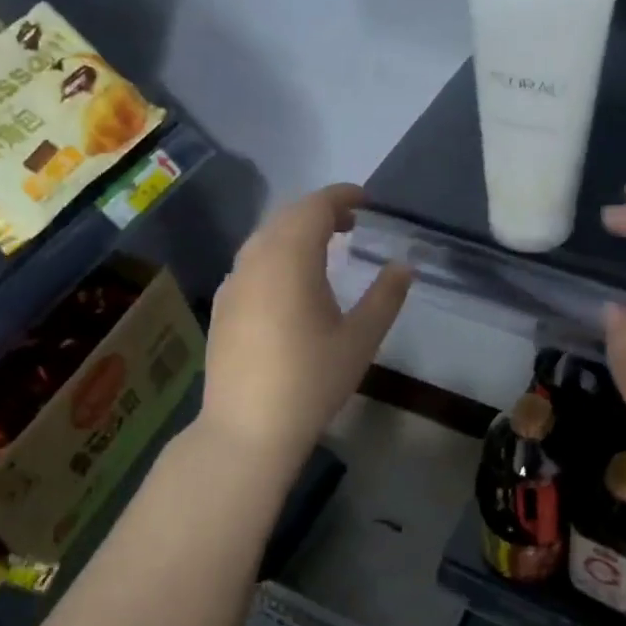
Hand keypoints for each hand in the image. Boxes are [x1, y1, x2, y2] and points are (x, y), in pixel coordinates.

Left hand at [201, 184, 410, 464]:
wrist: (247, 428)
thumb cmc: (311, 381)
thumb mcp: (360, 340)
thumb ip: (385, 297)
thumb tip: (403, 266)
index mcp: (290, 259)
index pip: (315, 207)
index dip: (343, 196)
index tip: (368, 202)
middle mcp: (255, 260)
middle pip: (287, 216)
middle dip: (320, 211)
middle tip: (352, 223)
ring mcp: (233, 282)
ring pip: (265, 238)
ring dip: (296, 232)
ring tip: (326, 248)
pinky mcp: (222, 305)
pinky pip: (252, 262)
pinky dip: (276, 254)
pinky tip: (292, 283)